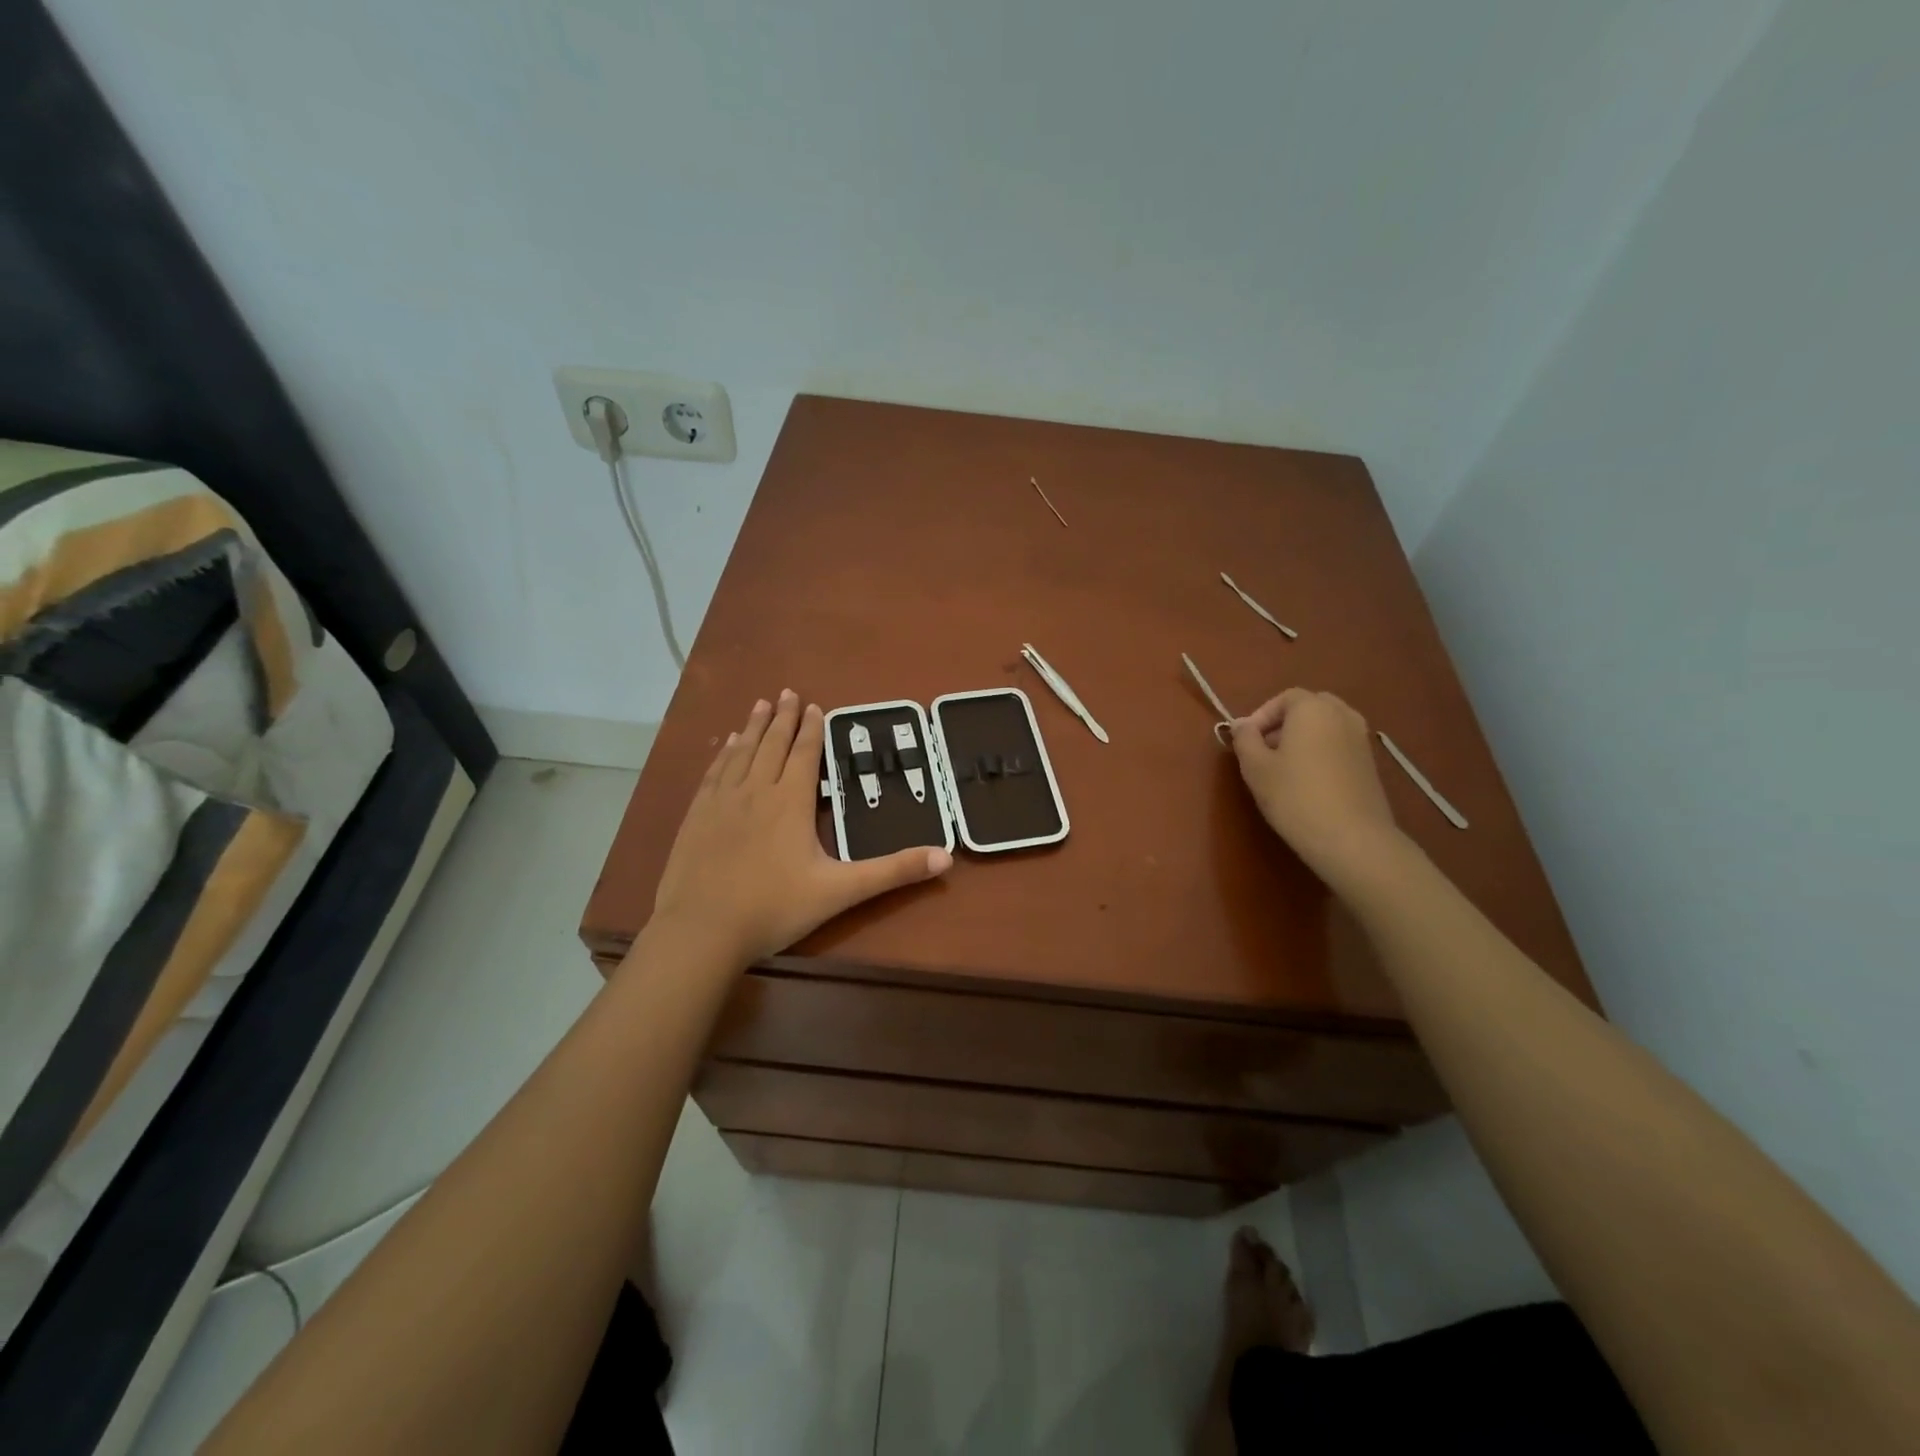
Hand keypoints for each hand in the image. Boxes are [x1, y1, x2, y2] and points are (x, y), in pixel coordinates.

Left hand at [651, 690, 952, 967]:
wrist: (702, 931)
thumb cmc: (774, 909)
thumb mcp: (841, 891)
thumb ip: (892, 872)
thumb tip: (946, 857)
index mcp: (791, 802)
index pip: (805, 754)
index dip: (812, 729)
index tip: (815, 706)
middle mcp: (756, 790)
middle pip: (773, 744)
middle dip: (784, 718)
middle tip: (788, 692)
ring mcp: (722, 801)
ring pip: (742, 752)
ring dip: (754, 727)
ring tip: (762, 705)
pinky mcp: (696, 816)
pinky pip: (714, 773)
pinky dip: (724, 753)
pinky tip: (727, 745)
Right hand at [1230, 688, 1402, 887]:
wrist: (1351, 838)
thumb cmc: (1294, 796)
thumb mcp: (1255, 767)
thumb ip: (1245, 739)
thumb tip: (1242, 725)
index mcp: (1313, 708)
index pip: (1284, 698)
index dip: (1261, 716)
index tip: (1246, 741)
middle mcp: (1342, 715)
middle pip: (1309, 707)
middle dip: (1284, 723)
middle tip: (1264, 750)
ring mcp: (1361, 739)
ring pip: (1326, 726)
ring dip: (1303, 738)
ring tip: (1284, 768)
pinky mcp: (1370, 763)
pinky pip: (1339, 745)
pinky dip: (1321, 752)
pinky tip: (1308, 782)